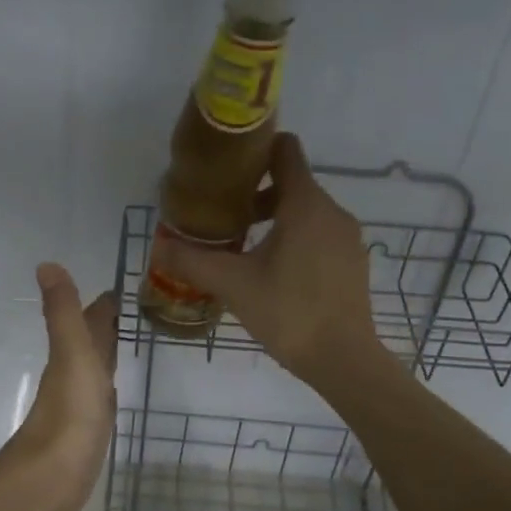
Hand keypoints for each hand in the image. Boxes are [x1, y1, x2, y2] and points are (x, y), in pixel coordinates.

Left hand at [2, 263, 118, 510]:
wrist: (51, 479)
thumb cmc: (69, 415)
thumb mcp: (72, 356)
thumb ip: (63, 313)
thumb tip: (46, 264)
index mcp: (73, 355)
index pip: (90, 320)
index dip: (104, 303)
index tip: (123, 287)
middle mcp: (75, 375)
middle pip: (92, 343)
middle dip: (107, 325)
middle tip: (132, 309)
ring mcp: (81, 405)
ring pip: (97, 369)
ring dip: (108, 353)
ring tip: (127, 340)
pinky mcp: (88, 432)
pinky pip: (102, 399)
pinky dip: (108, 387)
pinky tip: (113, 390)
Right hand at [153, 133, 383, 389]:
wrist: (343, 360)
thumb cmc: (288, 312)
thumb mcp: (233, 285)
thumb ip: (192, 261)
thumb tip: (158, 246)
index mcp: (306, 205)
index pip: (286, 151)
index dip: (257, 150)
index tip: (227, 166)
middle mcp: (332, 212)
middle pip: (292, 183)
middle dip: (256, 193)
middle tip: (222, 215)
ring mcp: (347, 238)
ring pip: (306, 211)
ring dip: (274, 219)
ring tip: (243, 246)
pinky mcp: (352, 262)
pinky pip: (319, 235)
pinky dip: (295, 238)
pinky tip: (273, 270)